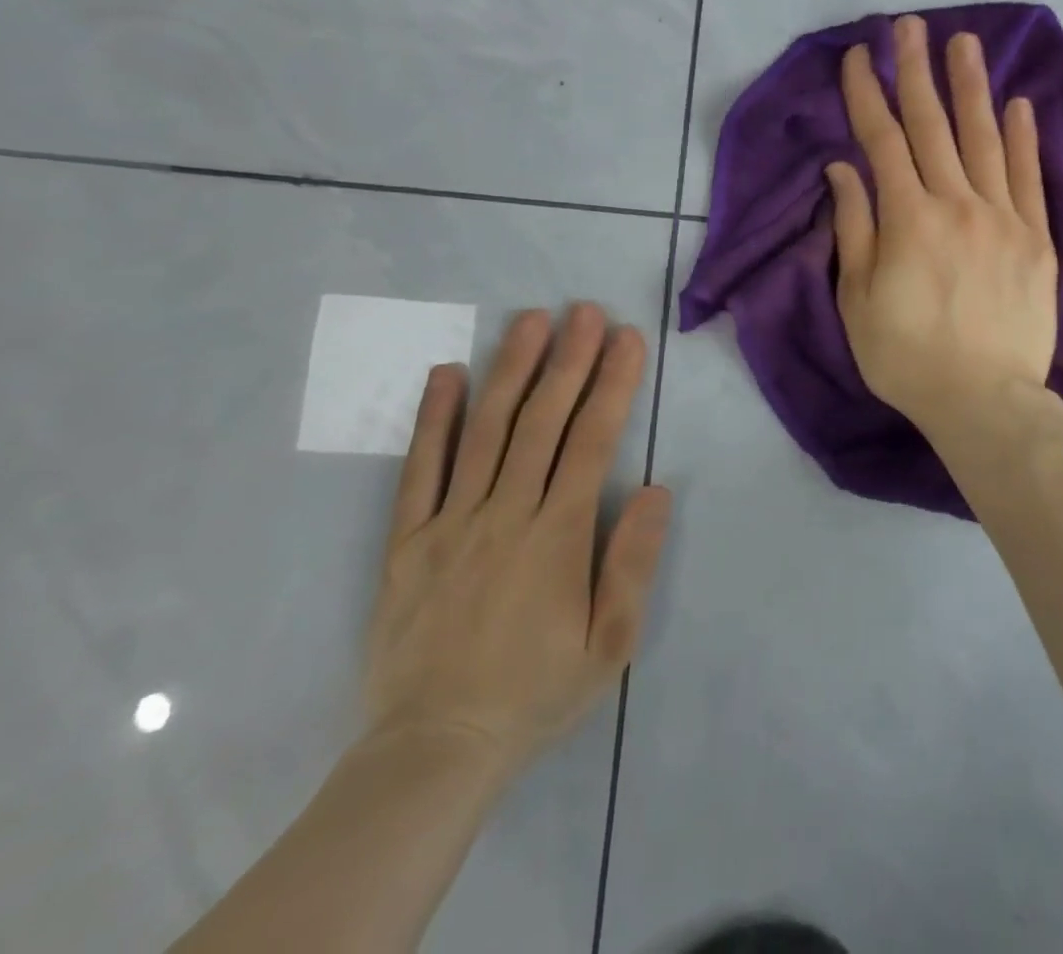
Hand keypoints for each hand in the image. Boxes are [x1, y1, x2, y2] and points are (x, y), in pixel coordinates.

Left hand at [362, 304, 671, 789]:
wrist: (434, 751)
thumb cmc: (535, 693)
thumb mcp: (609, 644)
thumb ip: (633, 563)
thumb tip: (655, 488)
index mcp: (557, 535)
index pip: (592, 440)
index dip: (612, 384)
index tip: (627, 338)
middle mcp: (505, 513)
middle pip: (542, 421)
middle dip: (568, 360)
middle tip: (584, 310)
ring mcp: (450, 523)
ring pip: (485, 431)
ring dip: (511, 371)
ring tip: (530, 321)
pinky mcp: (407, 541)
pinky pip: (419, 471)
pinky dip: (433, 419)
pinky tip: (447, 375)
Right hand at [826, 14, 1058, 437]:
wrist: (984, 401)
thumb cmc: (907, 356)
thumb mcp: (858, 299)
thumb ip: (854, 227)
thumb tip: (844, 169)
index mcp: (908, 218)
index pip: (881, 140)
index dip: (866, 94)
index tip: (856, 57)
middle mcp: (956, 203)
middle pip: (932, 125)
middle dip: (916, 72)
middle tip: (910, 27)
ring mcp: (1003, 217)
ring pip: (984, 138)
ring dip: (971, 88)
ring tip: (965, 44)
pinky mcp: (1037, 238)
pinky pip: (1029, 177)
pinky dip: (1024, 138)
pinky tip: (1019, 104)